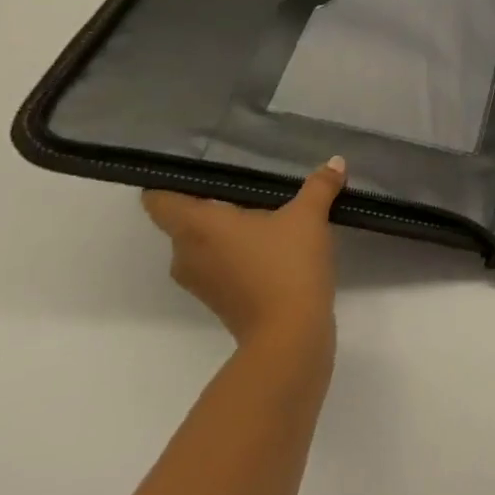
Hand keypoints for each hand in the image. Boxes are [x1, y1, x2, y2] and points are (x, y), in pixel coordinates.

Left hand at [142, 157, 345, 351]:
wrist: (290, 333)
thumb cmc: (287, 265)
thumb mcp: (309, 216)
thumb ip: (319, 186)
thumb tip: (336, 162)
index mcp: (195, 227)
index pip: (158, 199)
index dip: (172, 181)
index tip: (200, 169)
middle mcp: (185, 253)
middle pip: (183, 220)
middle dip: (212, 204)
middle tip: (248, 187)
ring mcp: (199, 280)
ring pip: (202, 244)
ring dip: (226, 232)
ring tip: (265, 216)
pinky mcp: (217, 299)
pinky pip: (218, 264)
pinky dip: (237, 253)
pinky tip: (272, 246)